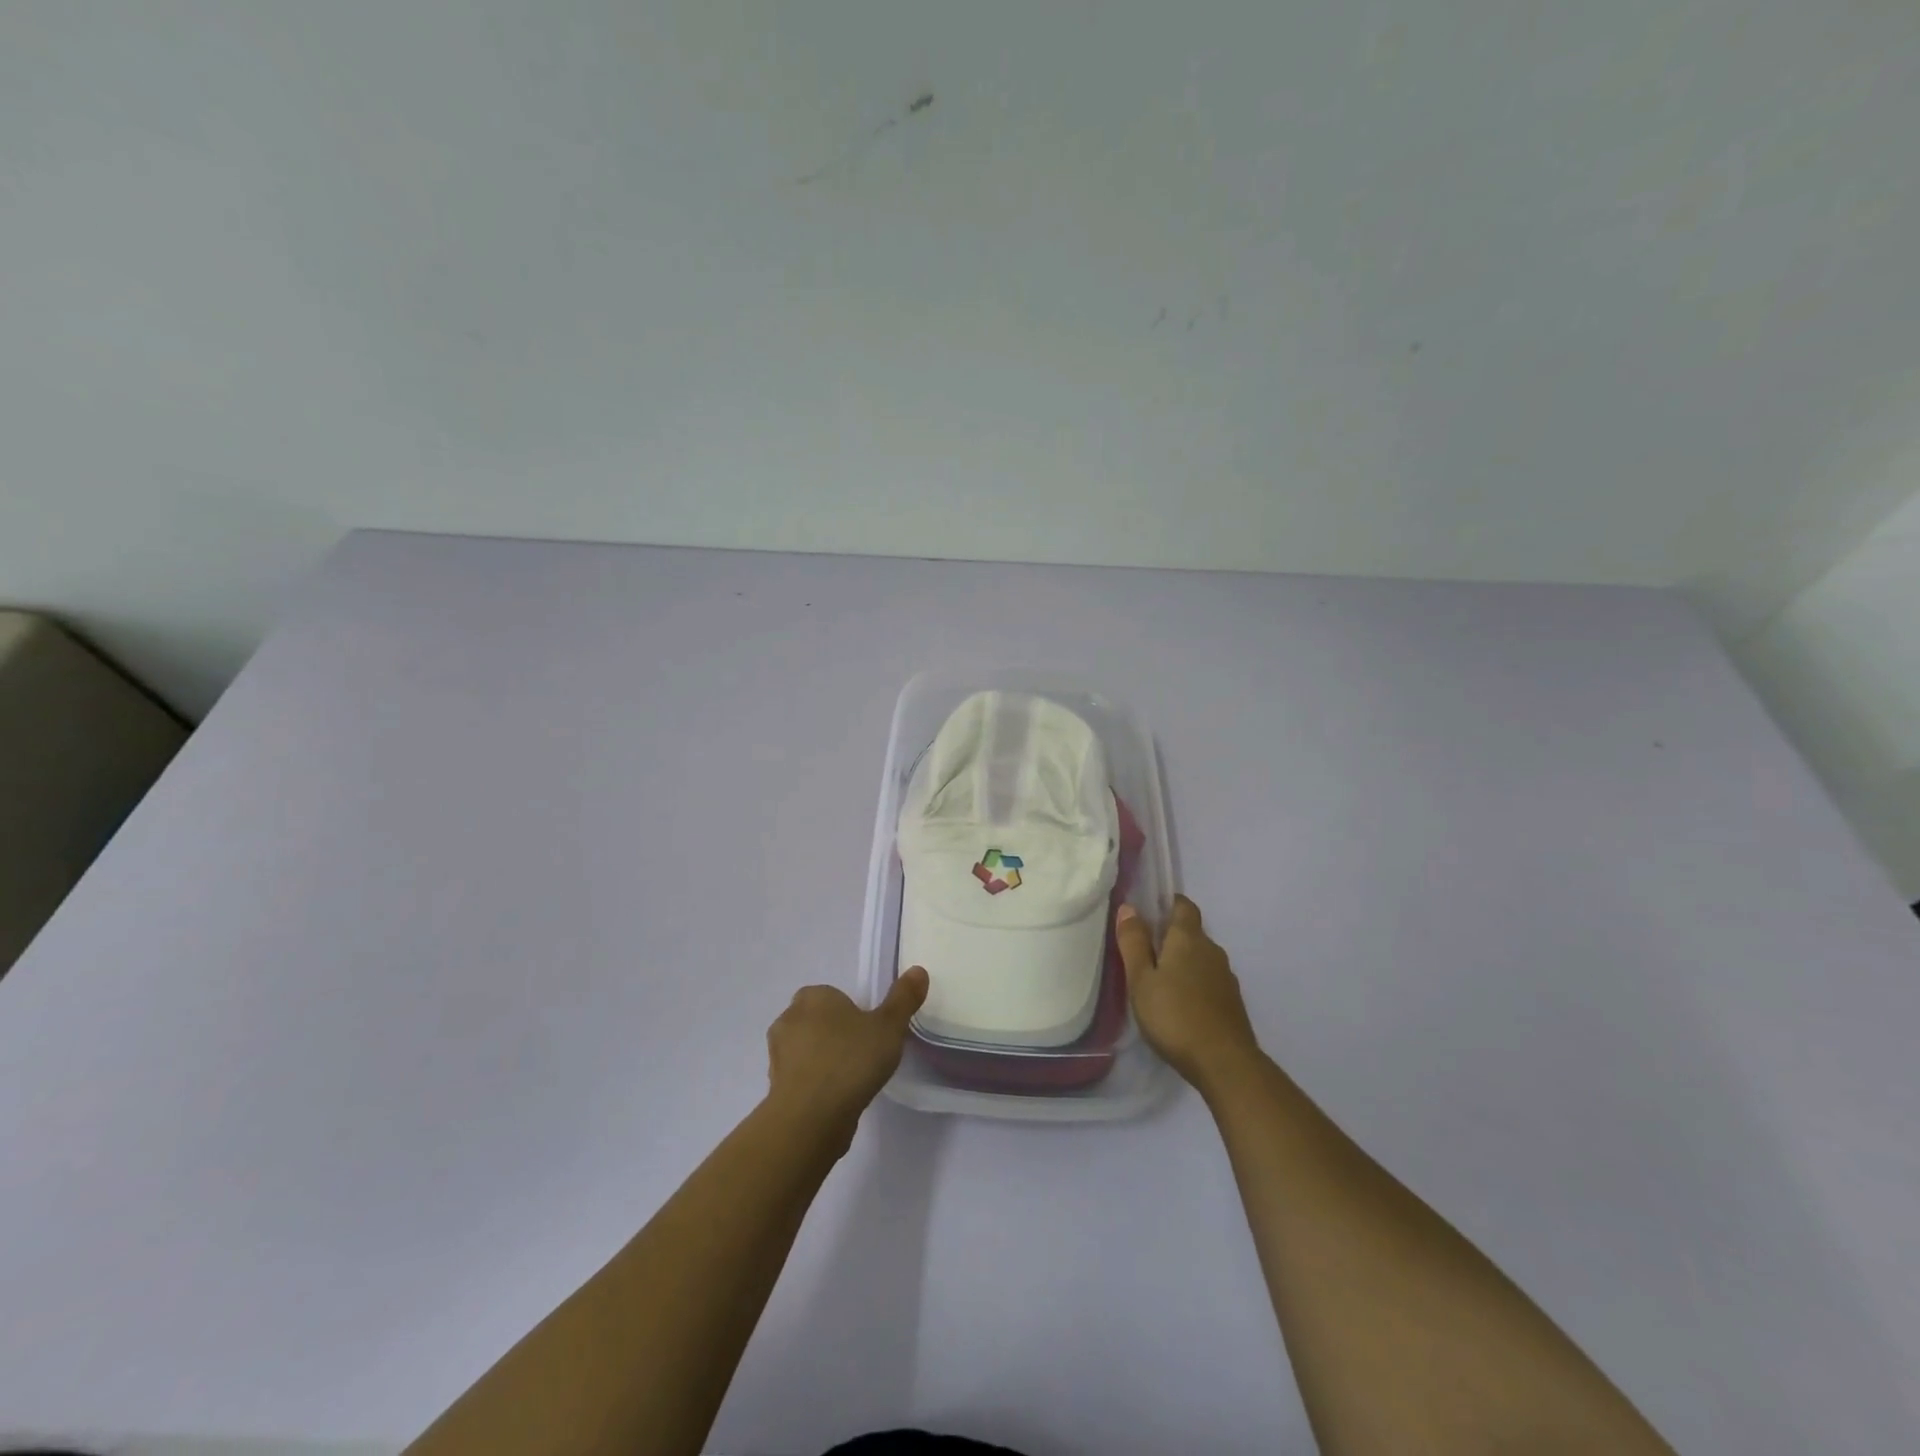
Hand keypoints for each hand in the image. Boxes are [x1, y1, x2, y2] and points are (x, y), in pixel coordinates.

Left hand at [765, 968, 929, 1141]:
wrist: (810, 1118)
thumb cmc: (851, 1061)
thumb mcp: (889, 1027)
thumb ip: (903, 999)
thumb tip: (918, 970)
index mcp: (813, 996)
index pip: (831, 995)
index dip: (850, 1012)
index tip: (869, 1031)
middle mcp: (788, 1019)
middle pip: (817, 1021)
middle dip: (835, 1034)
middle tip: (863, 1053)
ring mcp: (777, 1055)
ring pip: (806, 1050)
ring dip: (823, 1060)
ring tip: (851, 1080)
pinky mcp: (775, 1088)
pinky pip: (801, 1078)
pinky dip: (815, 1085)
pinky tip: (836, 1100)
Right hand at [1117, 895, 1261, 1094]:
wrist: (1224, 1062)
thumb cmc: (1174, 1015)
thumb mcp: (1141, 979)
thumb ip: (1134, 943)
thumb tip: (1128, 907)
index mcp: (1188, 938)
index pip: (1183, 906)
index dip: (1169, 903)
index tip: (1150, 911)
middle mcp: (1212, 951)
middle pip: (1192, 933)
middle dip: (1171, 937)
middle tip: (1144, 952)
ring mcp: (1226, 977)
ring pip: (1201, 959)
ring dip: (1183, 963)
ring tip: (1160, 981)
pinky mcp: (1232, 1002)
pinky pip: (1209, 981)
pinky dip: (1194, 984)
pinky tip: (1180, 1004)